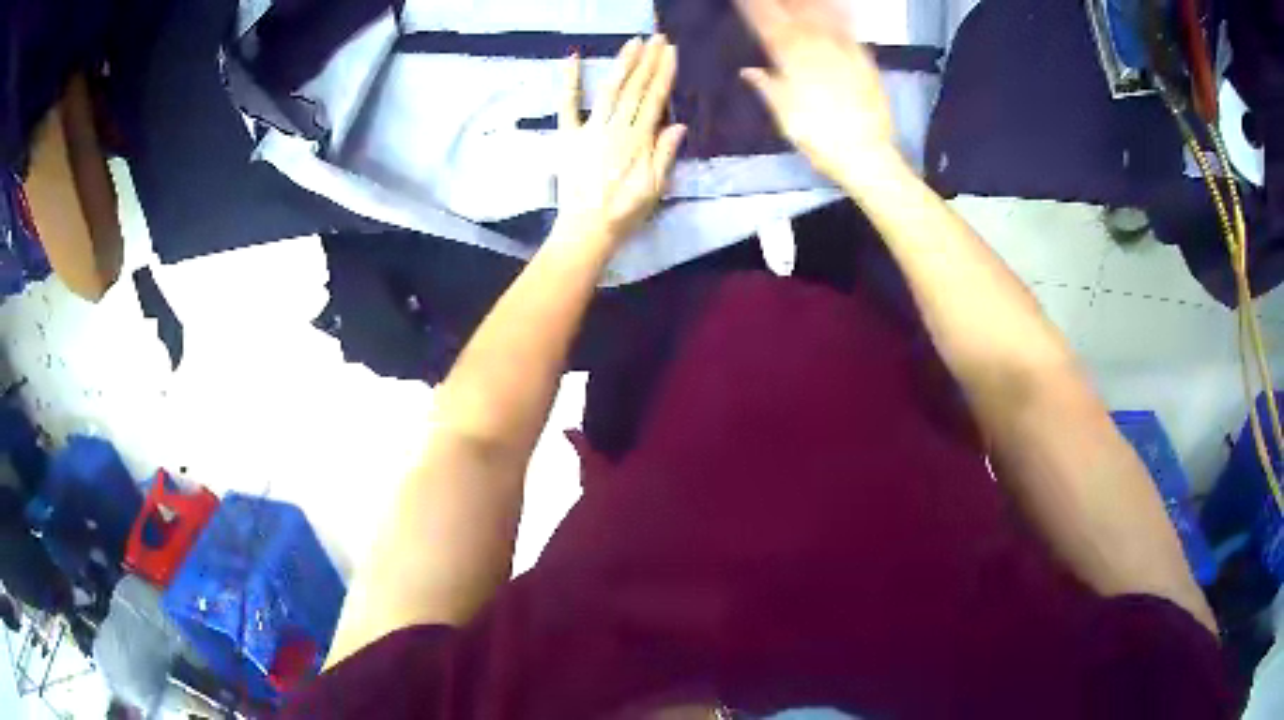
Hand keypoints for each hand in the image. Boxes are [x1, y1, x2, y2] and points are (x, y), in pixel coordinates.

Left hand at [555, 36, 686, 245]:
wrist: (587, 230)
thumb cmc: (625, 213)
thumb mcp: (655, 189)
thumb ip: (665, 155)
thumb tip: (678, 124)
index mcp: (639, 141)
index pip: (655, 99)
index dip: (664, 74)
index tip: (671, 52)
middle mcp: (616, 129)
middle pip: (635, 88)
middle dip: (647, 61)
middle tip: (656, 38)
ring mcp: (590, 130)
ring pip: (609, 90)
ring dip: (622, 64)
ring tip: (632, 43)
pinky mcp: (568, 137)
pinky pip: (567, 105)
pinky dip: (570, 82)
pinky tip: (572, 59)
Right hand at [735, 0, 902, 183]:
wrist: (865, 154)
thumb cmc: (819, 140)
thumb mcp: (786, 117)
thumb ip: (769, 88)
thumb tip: (749, 71)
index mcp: (791, 64)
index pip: (768, 28)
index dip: (755, 11)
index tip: (745, 0)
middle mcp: (816, 52)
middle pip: (794, 18)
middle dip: (780, 3)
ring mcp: (842, 54)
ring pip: (821, 19)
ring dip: (807, 4)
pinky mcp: (865, 62)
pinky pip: (849, 32)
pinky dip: (840, 16)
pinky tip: (836, 6)